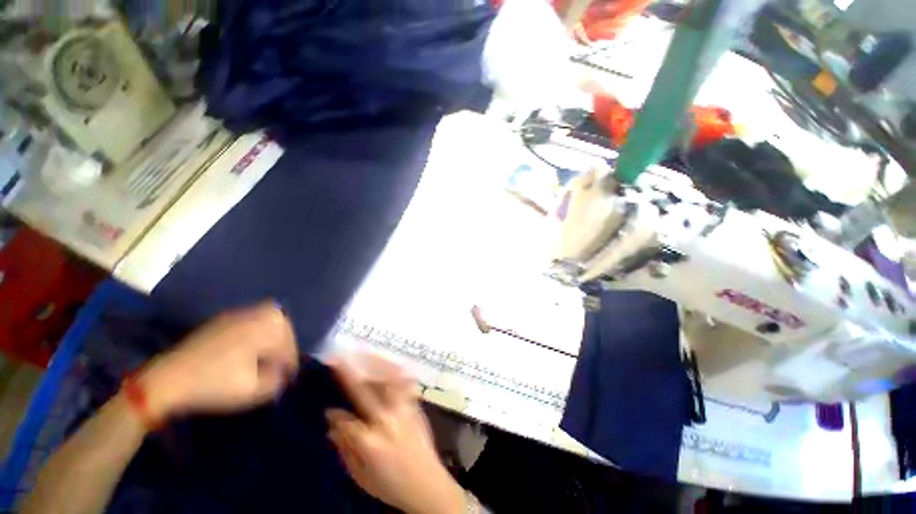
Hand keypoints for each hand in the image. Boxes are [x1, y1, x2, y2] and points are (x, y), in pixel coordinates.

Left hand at [139, 302, 298, 419]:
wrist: (166, 380)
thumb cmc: (213, 384)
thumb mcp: (252, 390)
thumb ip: (277, 380)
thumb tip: (284, 373)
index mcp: (264, 327)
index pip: (289, 343)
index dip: (289, 362)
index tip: (286, 377)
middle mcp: (254, 314)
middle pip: (282, 327)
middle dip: (283, 346)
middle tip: (278, 366)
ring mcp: (236, 315)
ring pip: (267, 323)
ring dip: (271, 339)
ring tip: (265, 359)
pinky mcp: (222, 320)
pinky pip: (251, 322)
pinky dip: (256, 334)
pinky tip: (247, 352)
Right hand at [327, 356, 466, 513]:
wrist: (427, 484)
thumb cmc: (391, 485)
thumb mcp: (361, 476)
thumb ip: (345, 449)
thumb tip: (332, 423)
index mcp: (371, 442)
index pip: (346, 421)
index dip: (335, 414)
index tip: (328, 409)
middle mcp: (388, 420)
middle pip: (365, 390)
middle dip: (349, 372)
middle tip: (338, 356)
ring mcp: (405, 409)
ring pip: (390, 378)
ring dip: (375, 363)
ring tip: (364, 352)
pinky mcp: (416, 406)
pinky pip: (406, 382)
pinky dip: (396, 370)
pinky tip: (390, 363)